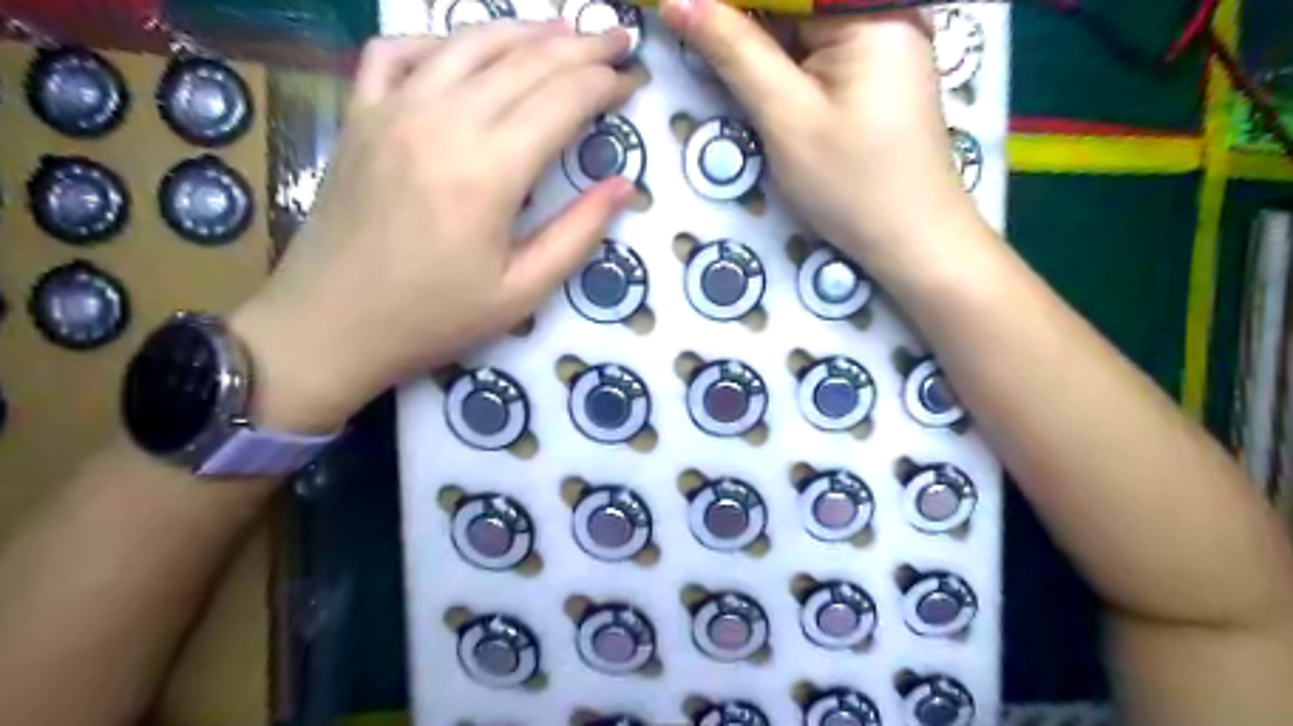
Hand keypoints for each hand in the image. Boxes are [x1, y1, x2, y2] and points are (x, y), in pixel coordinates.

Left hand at [234, 27, 638, 429]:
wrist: (329, 326)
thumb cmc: (434, 318)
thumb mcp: (522, 292)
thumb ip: (578, 233)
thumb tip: (623, 186)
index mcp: (490, 169)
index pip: (563, 99)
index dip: (606, 83)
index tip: (634, 78)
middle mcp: (443, 119)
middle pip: (525, 61)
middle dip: (580, 46)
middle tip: (616, 39)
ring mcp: (393, 109)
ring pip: (469, 43)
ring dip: (524, 31)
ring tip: (563, 29)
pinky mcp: (360, 115)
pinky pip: (398, 52)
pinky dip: (439, 41)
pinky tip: (464, 51)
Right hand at [660, 1, 986, 275]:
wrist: (911, 240)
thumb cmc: (851, 183)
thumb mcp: (786, 117)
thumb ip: (734, 53)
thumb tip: (678, 1)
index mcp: (869, 11)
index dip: (729, 1)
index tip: (682, 10)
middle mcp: (881, 14)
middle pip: (795, 5)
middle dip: (741, 21)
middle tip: (687, 30)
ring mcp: (883, 44)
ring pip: (802, 28)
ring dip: (757, 45)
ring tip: (711, 53)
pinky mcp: (875, 75)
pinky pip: (817, 53)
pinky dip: (782, 65)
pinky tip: (753, 79)